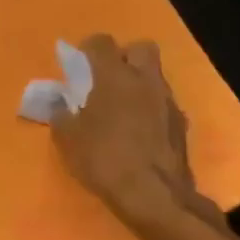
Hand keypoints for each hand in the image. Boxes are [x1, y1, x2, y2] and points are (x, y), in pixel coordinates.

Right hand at [52, 35, 225, 239]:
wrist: (155, 197)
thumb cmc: (104, 159)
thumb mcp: (67, 138)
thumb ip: (60, 113)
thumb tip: (59, 103)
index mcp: (114, 77)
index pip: (101, 42)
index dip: (87, 49)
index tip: (77, 67)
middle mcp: (145, 81)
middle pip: (140, 48)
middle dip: (124, 56)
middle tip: (106, 79)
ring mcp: (167, 102)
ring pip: (154, 76)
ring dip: (138, 84)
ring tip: (119, 109)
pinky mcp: (180, 125)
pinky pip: (162, 103)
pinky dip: (149, 108)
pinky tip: (137, 131)